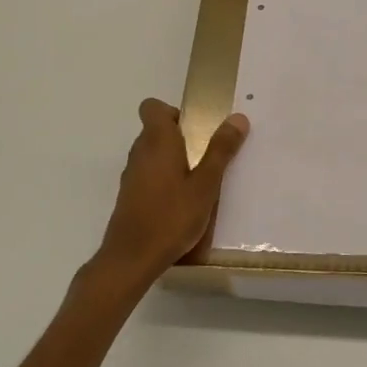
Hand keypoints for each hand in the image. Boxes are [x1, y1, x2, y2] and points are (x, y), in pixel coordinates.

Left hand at [82, 100, 249, 305]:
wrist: (131, 259)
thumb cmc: (171, 217)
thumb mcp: (205, 185)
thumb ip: (220, 151)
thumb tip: (237, 117)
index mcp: (157, 141)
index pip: (152, 107)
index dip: (173, 112)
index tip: (196, 129)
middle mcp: (139, 152)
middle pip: (155, 130)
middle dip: (181, 137)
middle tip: (207, 158)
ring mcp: (131, 175)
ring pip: (152, 154)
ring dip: (173, 160)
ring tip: (198, 182)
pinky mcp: (129, 196)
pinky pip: (148, 175)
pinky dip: (163, 180)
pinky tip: (180, 204)